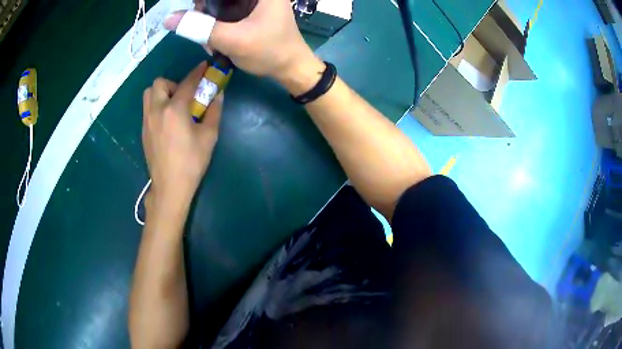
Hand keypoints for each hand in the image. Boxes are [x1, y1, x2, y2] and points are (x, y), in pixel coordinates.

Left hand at [142, 61, 221, 213]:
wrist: (170, 186)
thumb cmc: (191, 162)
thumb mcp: (209, 136)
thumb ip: (214, 111)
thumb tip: (218, 95)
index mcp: (174, 109)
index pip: (187, 83)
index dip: (198, 72)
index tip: (205, 66)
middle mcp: (157, 110)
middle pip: (159, 83)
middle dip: (173, 83)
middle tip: (184, 96)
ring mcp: (147, 121)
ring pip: (149, 94)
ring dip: (161, 93)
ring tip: (173, 106)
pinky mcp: (144, 131)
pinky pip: (147, 109)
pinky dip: (157, 106)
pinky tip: (167, 121)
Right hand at [163, 0, 321, 89]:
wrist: (291, 68)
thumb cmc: (269, 51)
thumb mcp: (232, 39)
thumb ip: (200, 28)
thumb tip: (169, 19)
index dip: (203, 2)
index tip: (196, 11)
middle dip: (204, 10)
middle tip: (200, 27)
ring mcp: (255, 1)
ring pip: (221, 3)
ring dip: (208, 18)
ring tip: (208, 40)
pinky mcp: (251, 10)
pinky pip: (226, 11)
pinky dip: (217, 23)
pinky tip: (214, 39)